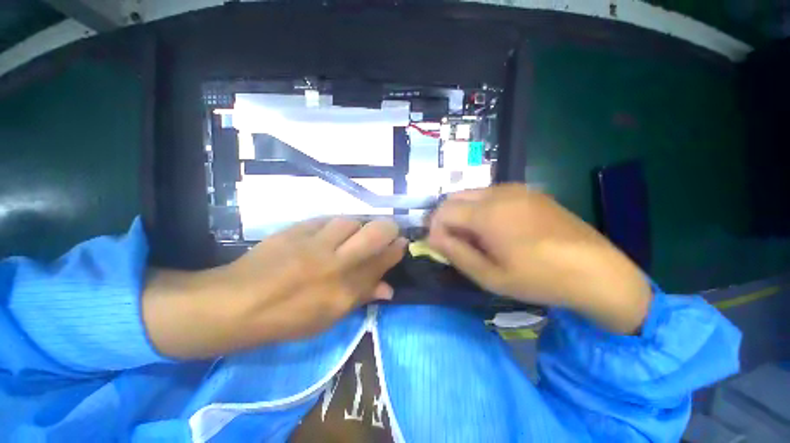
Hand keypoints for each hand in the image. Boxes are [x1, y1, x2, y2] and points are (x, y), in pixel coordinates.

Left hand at [143, 218, 406, 358]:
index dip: (397, 249)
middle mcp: (336, 264)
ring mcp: (315, 245)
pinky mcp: (296, 231)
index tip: (403, 242)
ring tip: (351, 234)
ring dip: (357, 226)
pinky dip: (333, 225)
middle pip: (375, 234)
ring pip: (350, 222)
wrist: (236, 304)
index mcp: (344, 292)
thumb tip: (389, 289)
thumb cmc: (286, 319)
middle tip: (388, 230)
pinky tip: (329, 232)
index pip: (382, 262)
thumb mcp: (329, 317)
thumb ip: (362, 297)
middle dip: (388, 228)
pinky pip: (325, 220)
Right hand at [427, 184, 650, 333]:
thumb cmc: (539, 278)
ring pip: (471, 194)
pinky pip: (490, 194)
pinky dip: (480, 208)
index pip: (443, 211)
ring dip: (463, 212)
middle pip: (454, 197)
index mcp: (487, 213)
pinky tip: (494, 228)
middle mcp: (498, 193)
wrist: (597, 270)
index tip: (439, 246)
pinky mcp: (528, 192)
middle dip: (446, 217)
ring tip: (474, 236)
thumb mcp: (491, 276)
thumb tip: (433, 238)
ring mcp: (516, 189)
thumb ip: (456, 253)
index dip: (434, 228)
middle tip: (454, 241)